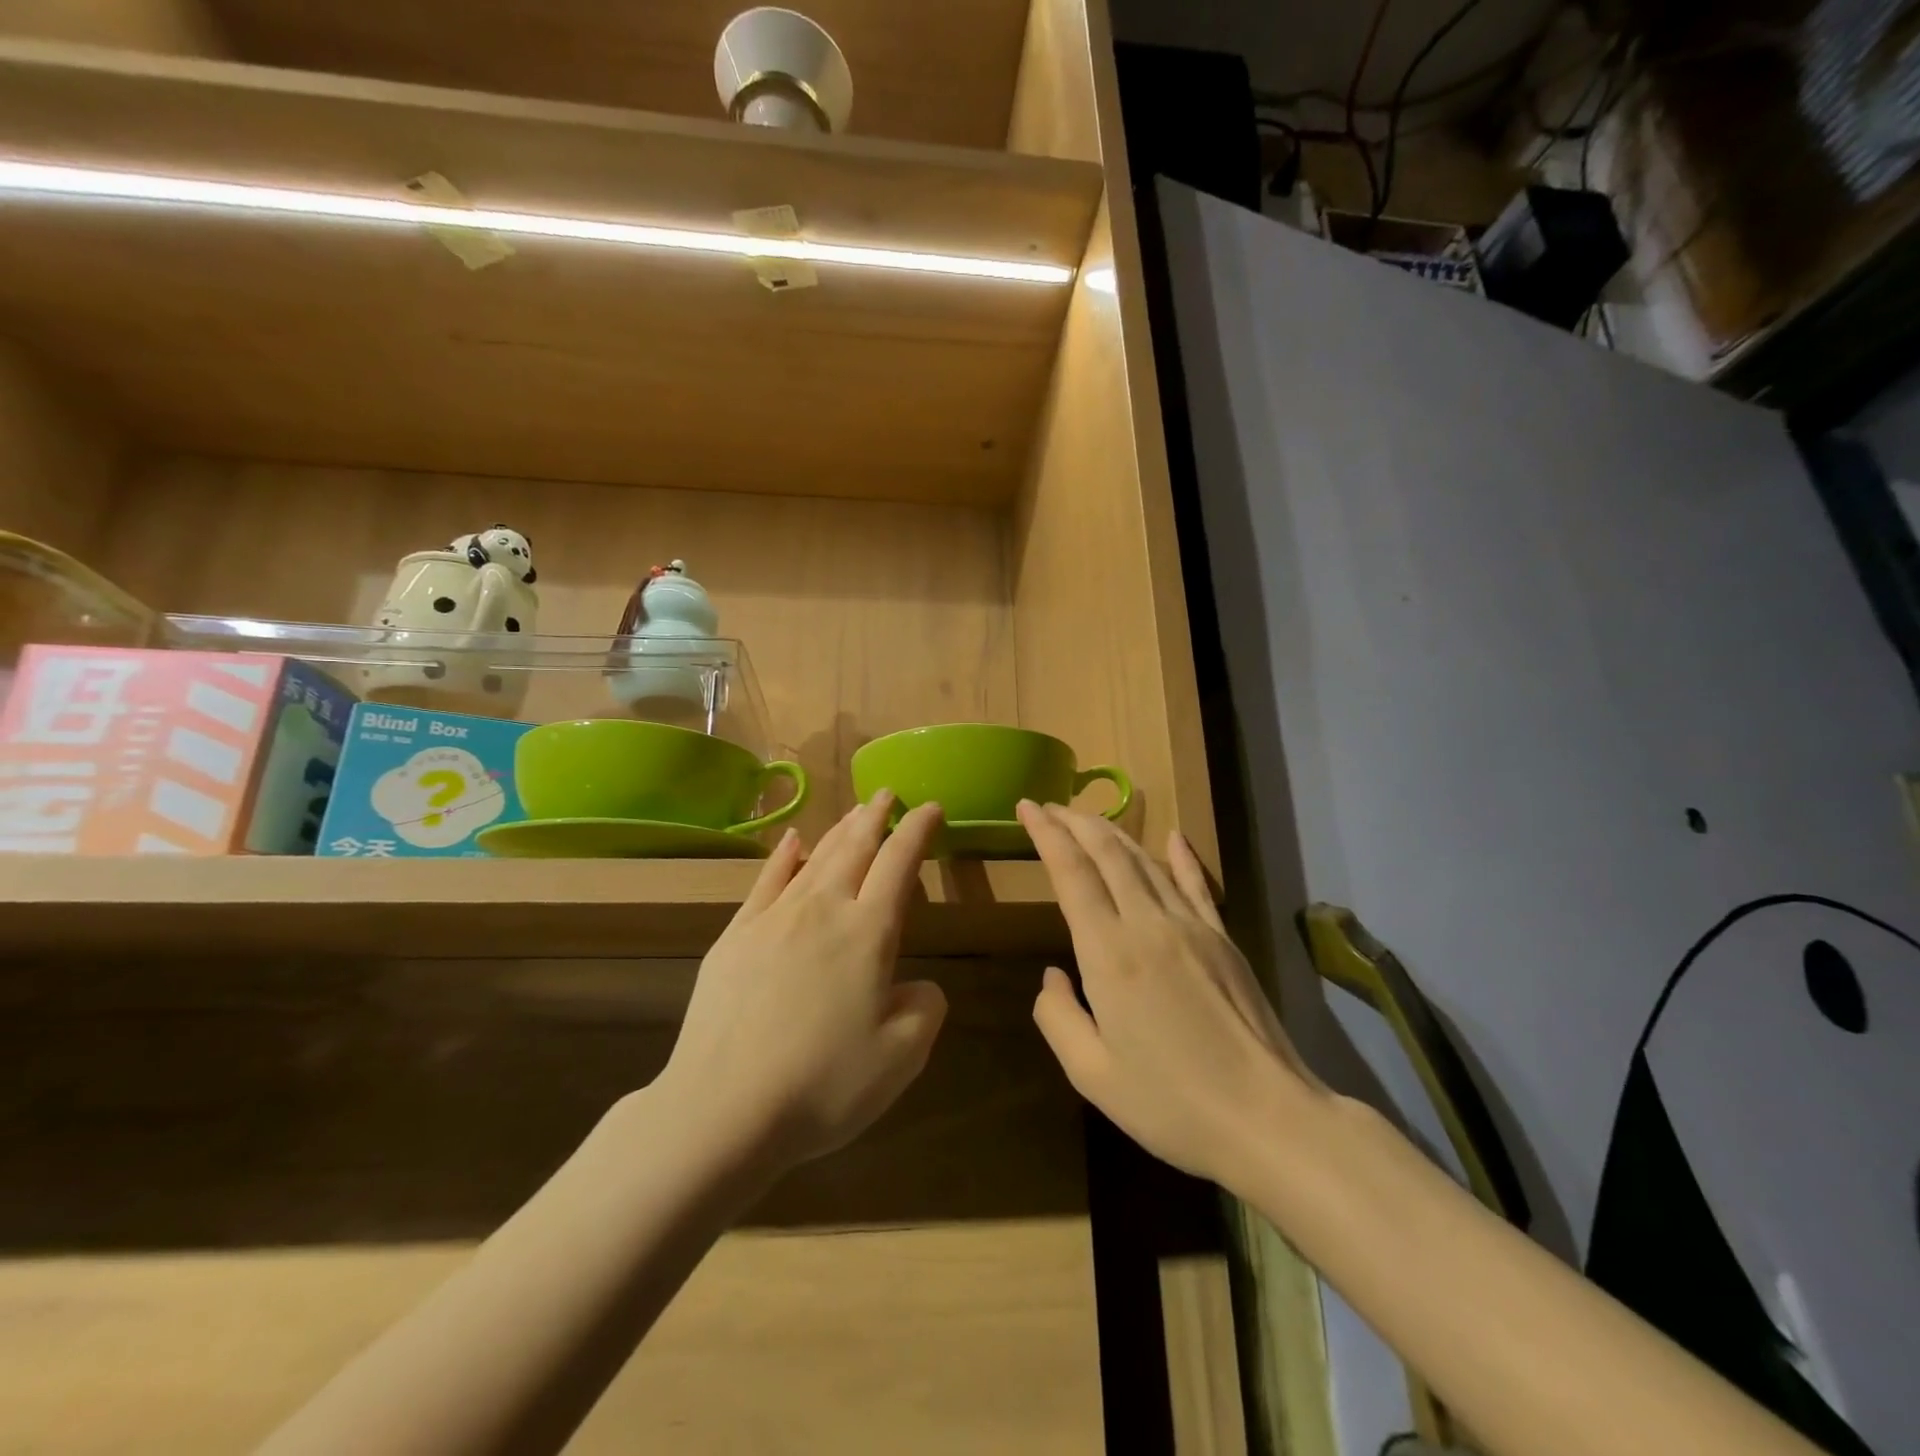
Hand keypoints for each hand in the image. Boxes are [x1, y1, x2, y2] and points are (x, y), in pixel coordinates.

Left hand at [658, 793, 948, 1176]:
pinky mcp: (735, 936)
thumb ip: (926, 1008)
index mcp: (868, 933)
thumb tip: (919, 985)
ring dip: (839, 830)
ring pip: (815, 858)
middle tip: (888, 793)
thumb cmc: (823, 1085)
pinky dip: (783, 856)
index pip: (899, 863)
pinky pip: (765, 881)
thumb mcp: (902, 1058)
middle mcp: (823, 910)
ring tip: (854, 811)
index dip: (917, 831)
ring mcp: (774, 918)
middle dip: (876, 817)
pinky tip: (791, 841)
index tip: (930, 807)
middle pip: (855, 848)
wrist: (722, 1109)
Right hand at [1019, 801, 1326, 1192]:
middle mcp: (1148, 924)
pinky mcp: (1223, 938)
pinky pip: (1195, 883)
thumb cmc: (1172, 1104)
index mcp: (1109, 953)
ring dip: (1112, 833)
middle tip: (1049, 806)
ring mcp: (1192, 926)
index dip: (1046, 833)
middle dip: (1074, 822)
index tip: (1027, 807)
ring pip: (1145, 860)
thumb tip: (1051, 976)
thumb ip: (1057, 1017)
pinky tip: (1171, 835)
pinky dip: (1178, 854)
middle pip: (1107, 852)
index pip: (1071, 872)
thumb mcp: (1092, 1074)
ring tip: (1088, 819)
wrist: (1270, 1119)